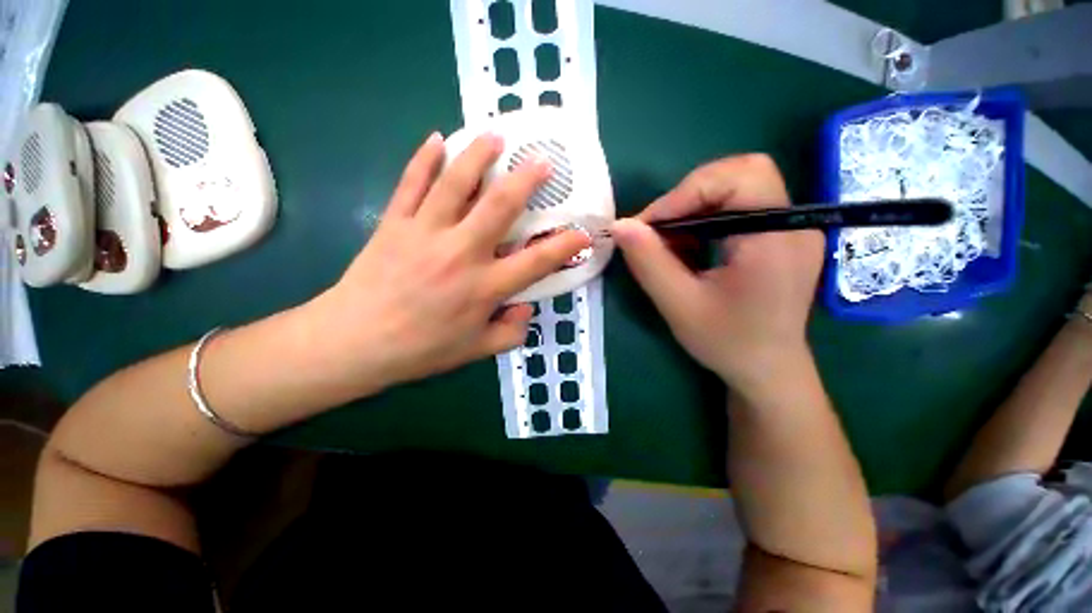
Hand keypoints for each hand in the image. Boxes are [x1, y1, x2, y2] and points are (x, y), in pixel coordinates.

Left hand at [305, 132, 589, 392]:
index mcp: (485, 287)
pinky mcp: (395, 223)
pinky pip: (411, 183)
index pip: (537, 261)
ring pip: (455, 183)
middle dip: (526, 180)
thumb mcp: (476, 350)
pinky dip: (424, 159)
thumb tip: (526, 309)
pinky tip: (437, 140)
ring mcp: (426, 232)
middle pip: (500, 207)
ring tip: (495, 136)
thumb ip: (510, 332)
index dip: (565, 246)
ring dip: (478, 155)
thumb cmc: (422, 349)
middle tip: (542, 162)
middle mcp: (462, 253)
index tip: (582, 233)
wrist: (356, 342)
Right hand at [612, 154, 822, 398]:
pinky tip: (690, 249)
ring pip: (739, 187)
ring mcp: (791, 229)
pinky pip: (741, 208)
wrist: (768, 371)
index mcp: (776, 240)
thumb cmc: (727, 343)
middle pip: (742, 174)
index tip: (647, 225)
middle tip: (659, 228)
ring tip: (670, 243)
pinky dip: (706, 219)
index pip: (740, 178)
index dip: (686, 193)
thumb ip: (649, 263)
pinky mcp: (781, 237)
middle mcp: (793, 224)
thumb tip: (619, 225)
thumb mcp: (679, 305)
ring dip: (695, 207)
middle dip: (691, 195)